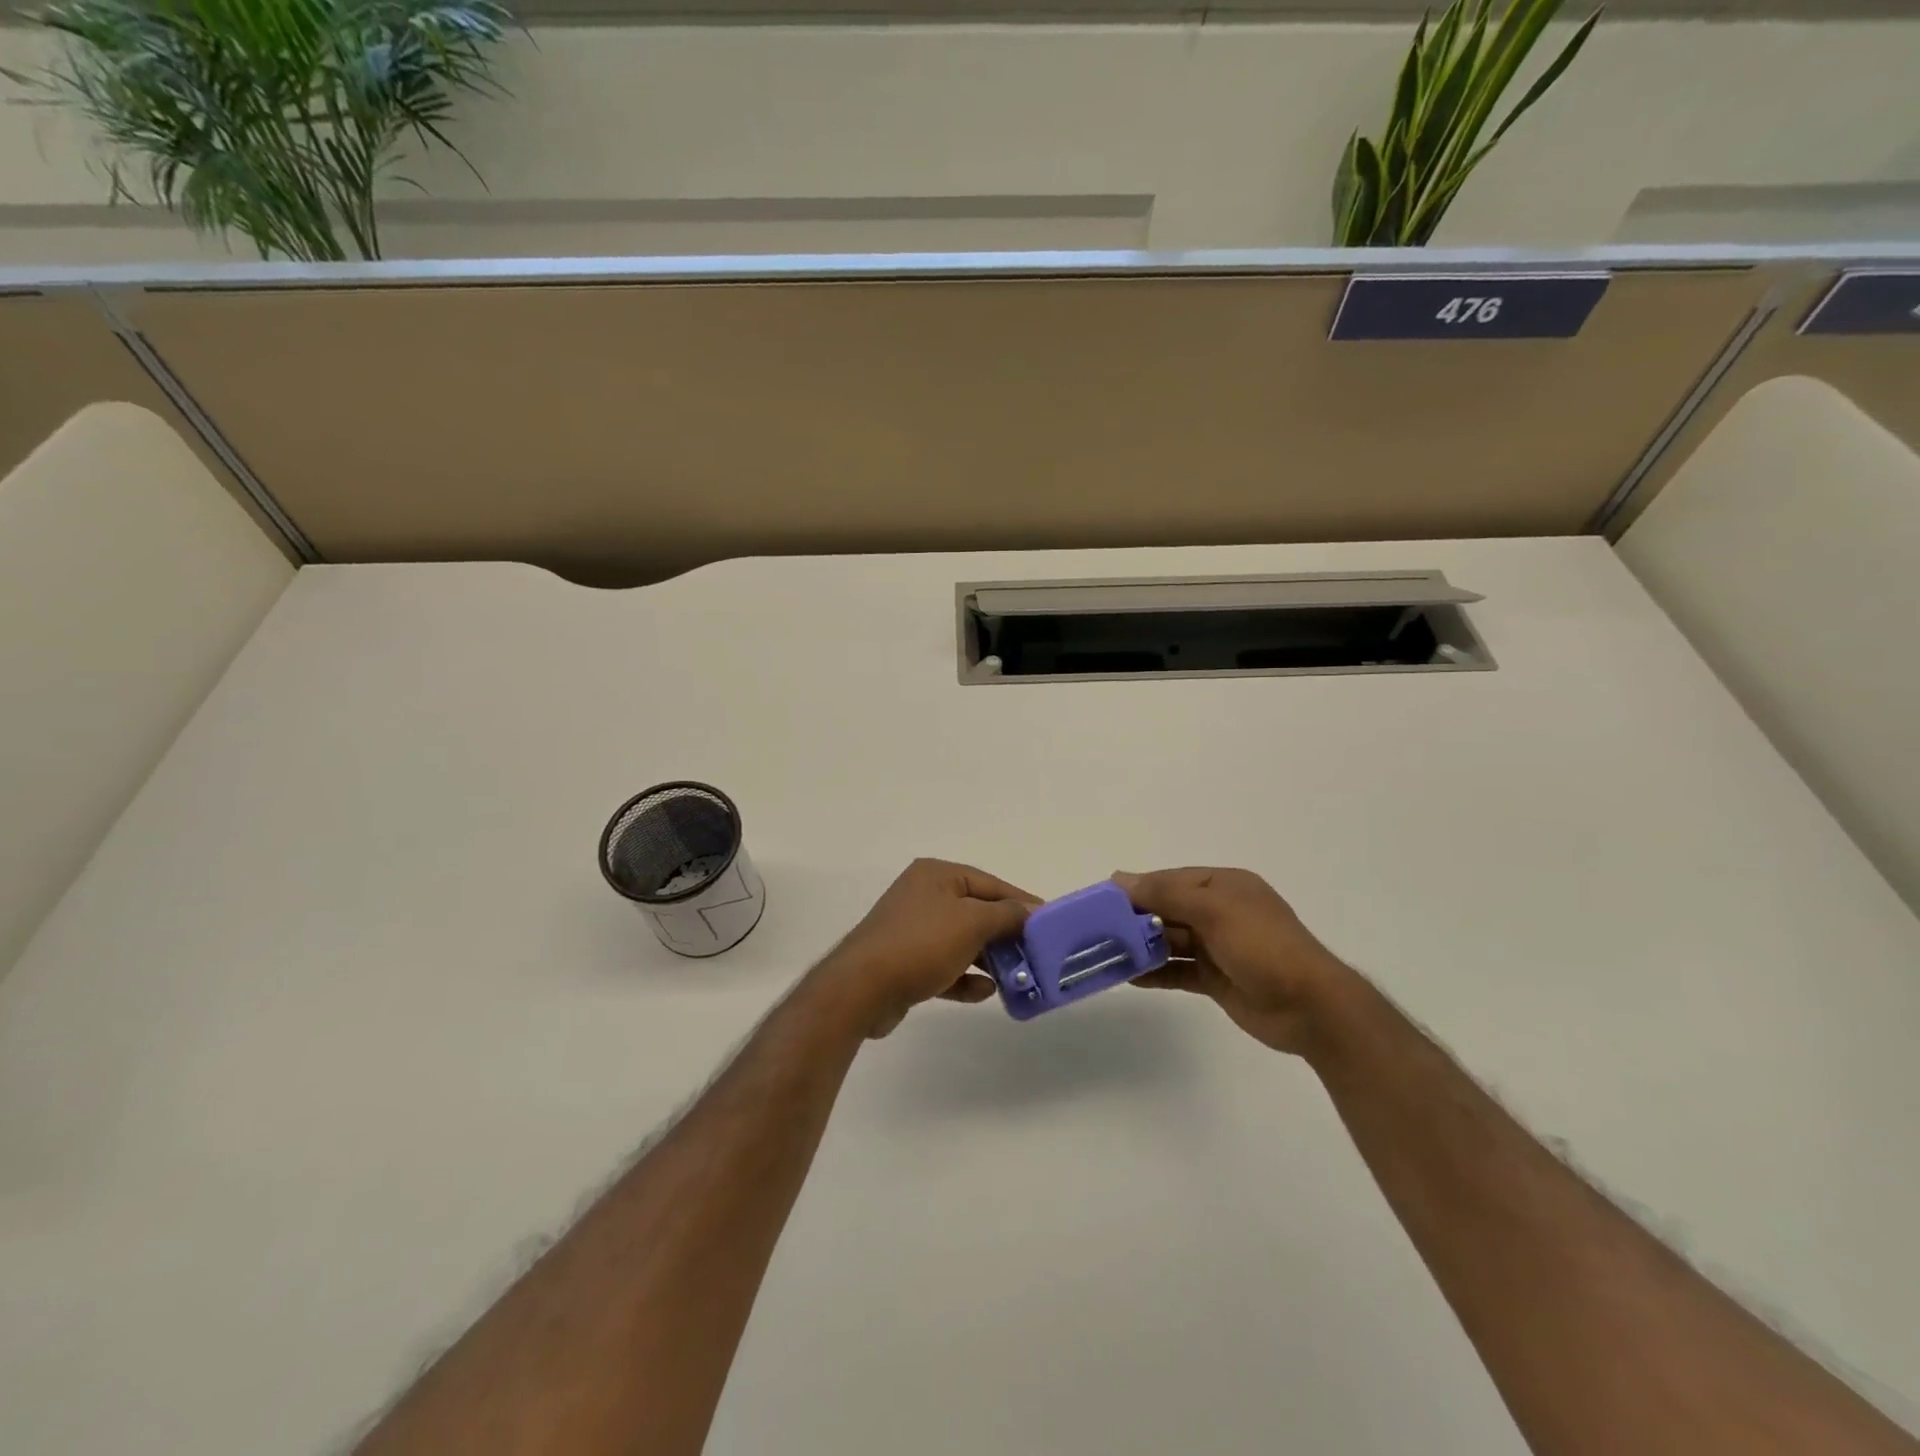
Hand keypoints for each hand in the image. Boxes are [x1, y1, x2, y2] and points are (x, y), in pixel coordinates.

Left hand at [813, 859, 1039, 1038]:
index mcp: (937, 875)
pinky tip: (983, 992)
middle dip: (1005, 936)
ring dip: (989, 960)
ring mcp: (912, 930)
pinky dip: (964, 978)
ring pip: (962, 942)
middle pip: (977, 913)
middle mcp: (923, 896)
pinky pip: (945, 966)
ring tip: (1016, 979)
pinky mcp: (905, 962)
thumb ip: (1006, 915)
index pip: (990, 884)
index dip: (1021, 903)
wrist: (861, 989)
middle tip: (1036, 956)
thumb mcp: (972, 923)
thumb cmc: (920, 944)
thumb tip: (1031, 910)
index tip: (1049, 924)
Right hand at [1114, 867, 1356, 1055]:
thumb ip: (1166, 894)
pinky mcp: (1215, 978)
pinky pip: (1177, 970)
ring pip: (1170, 941)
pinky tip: (1128, 976)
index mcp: (1224, 886)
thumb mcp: (1214, 910)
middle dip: (1135, 918)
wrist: (1310, 1007)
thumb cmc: (1263, 946)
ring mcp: (1218, 947)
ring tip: (1106, 953)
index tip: (1102, 900)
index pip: (1171, 880)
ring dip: (1141, 946)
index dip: (1138, 888)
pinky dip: (1155, 972)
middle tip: (1098, 930)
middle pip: (1168, 909)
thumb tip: (1120, 878)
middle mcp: (1220, 912)